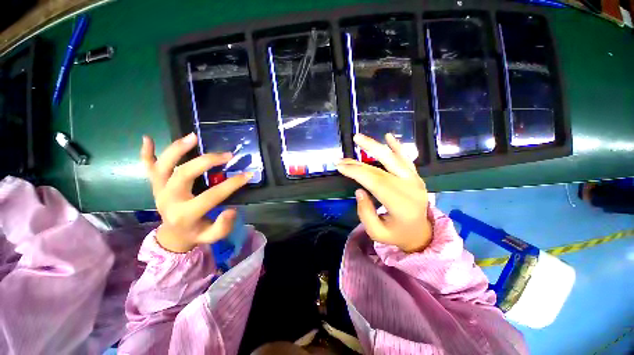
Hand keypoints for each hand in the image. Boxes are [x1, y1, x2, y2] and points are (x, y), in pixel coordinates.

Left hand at [140, 133, 252, 252]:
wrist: (173, 235)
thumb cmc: (196, 233)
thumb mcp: (212, 237)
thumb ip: (222, 227)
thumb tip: (232, 210)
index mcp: (185, 214)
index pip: (211, 196)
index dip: (232, 184)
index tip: (248, 175)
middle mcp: (169, 200)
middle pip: (183, 174)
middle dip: (207, 161)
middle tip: (227, 155)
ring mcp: (159, 190)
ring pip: (163, 166)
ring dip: (177, 149)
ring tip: (194, 136)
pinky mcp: (155, 185)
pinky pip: (147, 168)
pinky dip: (146, 153)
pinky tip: (147, 138)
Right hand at [336, 133, 431, 252]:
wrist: (422, 233)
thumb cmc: (397, 234)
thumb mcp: (377, 233)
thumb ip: (366, 213)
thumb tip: (359, 190)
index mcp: (401, 205)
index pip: (375, 182)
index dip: (356, 172)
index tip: (339, 166)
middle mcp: (410, 189)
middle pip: (380, 170)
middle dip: (358, 163)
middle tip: (341, 158)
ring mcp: (415, 180)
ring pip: (393, 158)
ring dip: (375, 146)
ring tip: (359, 138)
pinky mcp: (416, 176)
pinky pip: (406, 158)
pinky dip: (397, 147)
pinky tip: (388, 136)